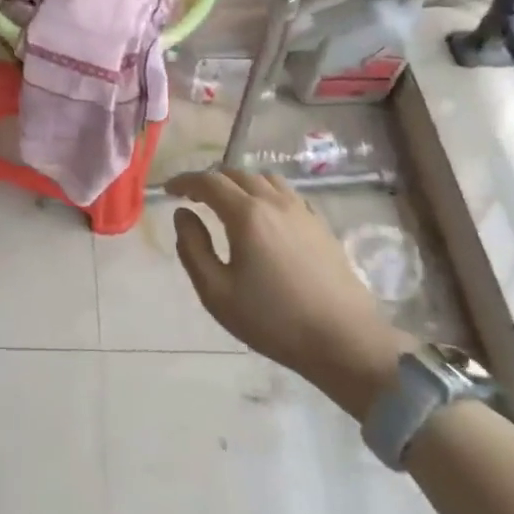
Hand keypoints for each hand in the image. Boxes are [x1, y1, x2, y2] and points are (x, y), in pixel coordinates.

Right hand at [168, 168, 411, 419]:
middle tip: (194, 196)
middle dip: (210, 179)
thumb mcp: (217, 292)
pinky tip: (263, 214)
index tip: (169, 190)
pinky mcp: (319, 223)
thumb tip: (182, 214)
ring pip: (263, 178)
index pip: (208, 181)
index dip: (185, 181)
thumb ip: (192, 248)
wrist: (344, 340)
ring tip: (227, 201)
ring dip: (239, 182)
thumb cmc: (273, 320)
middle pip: (236, 173)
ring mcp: (301, 210)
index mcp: (246, 214)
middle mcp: (274, 201)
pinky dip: (264, 191)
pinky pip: (286, 192)